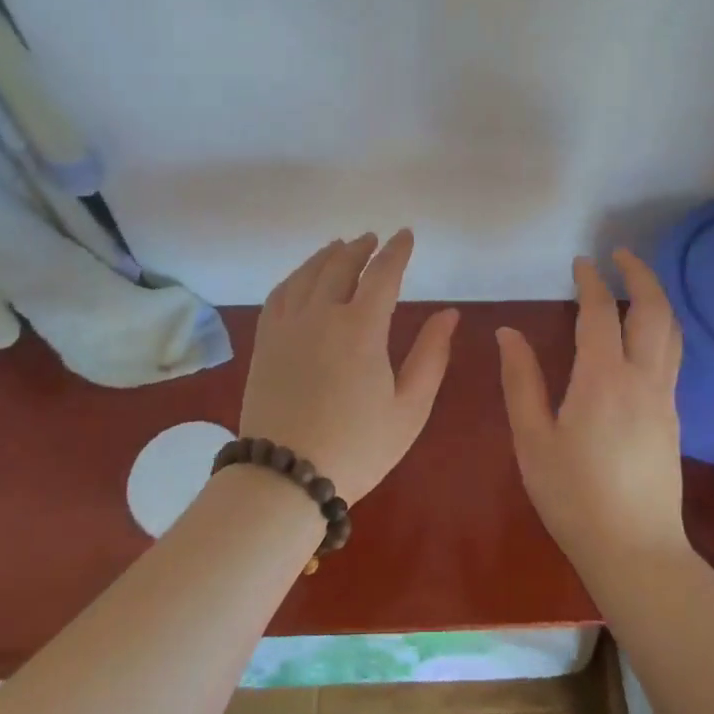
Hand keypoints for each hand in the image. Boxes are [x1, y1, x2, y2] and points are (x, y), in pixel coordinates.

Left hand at [238, 230, 459, 502]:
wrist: (285, 477)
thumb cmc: (358, 446)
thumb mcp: (409, 407)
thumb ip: (431, 355)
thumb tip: (448, 313)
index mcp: (361, 327)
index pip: (382, 274)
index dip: (397, 251)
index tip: (406, 235)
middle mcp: (321, 314)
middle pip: (341, 265)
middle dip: (361, 248)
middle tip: (373, 239)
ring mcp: (287, 325)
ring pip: (307, 273)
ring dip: (327, 255)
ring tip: (339, 247)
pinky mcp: (265, 341)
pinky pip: (280, 294)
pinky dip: (295, 276)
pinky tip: (302, 277)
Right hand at [497, 249, 688, 572]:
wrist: (636, 551)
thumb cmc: (573, 497)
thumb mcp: (533, 440)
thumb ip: (521, 382)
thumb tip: (508, 333)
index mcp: (603, 379)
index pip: (599, 314)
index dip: (590, 282)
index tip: (580, 262)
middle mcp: (642, 379)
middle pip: (653, 312)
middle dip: (640, 275)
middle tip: (621, 254)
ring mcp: (664, 398)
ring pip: (671, 332)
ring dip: (656, 298)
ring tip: (636, 282)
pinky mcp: (673, 417)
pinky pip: (672, 356)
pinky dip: (660, 328)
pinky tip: (643, 334)